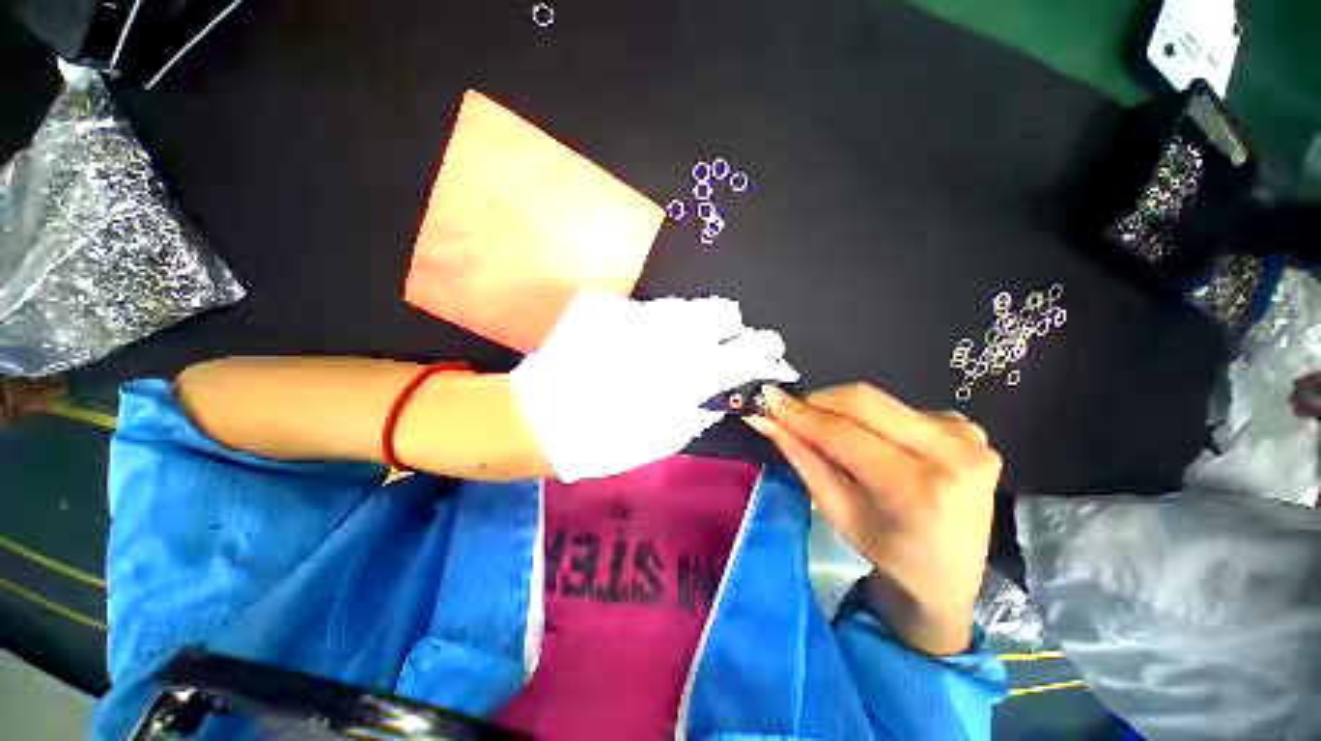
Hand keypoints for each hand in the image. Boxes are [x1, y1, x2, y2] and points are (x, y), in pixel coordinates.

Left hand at [510, 292, 797, 481]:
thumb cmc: (606, 441)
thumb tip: (726, 387)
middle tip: (714, 343)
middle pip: (722, 310)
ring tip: (661, 345)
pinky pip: (637, 307)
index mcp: (689, 375)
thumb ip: (703, 408)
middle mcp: (669, 335)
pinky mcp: (603, 303)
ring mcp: (633, 313)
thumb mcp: (666, 437)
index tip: (769, 350)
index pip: (748, 350)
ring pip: (681, 304)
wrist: (539, 420)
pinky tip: (621, 344)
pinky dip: (640, 324)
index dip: (766, 349)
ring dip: (684, 324)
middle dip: (727, 326)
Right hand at [746, 384, 1000, 654]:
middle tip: (789, 410)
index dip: (800, 415)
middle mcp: (952, 453)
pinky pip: (901, 409)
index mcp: (918, 489)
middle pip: (864, 402)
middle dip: (818, 402)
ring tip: (825, 429)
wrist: (951, 575)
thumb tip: (763, 419)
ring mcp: (968, 436)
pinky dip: (872, 418)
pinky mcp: (969, 428)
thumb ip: (800, 457)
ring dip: (842, 409)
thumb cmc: (887, 552)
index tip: (767, 400)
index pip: (843, 434)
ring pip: (881, 402)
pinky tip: (870, 440)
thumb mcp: (835, 509)